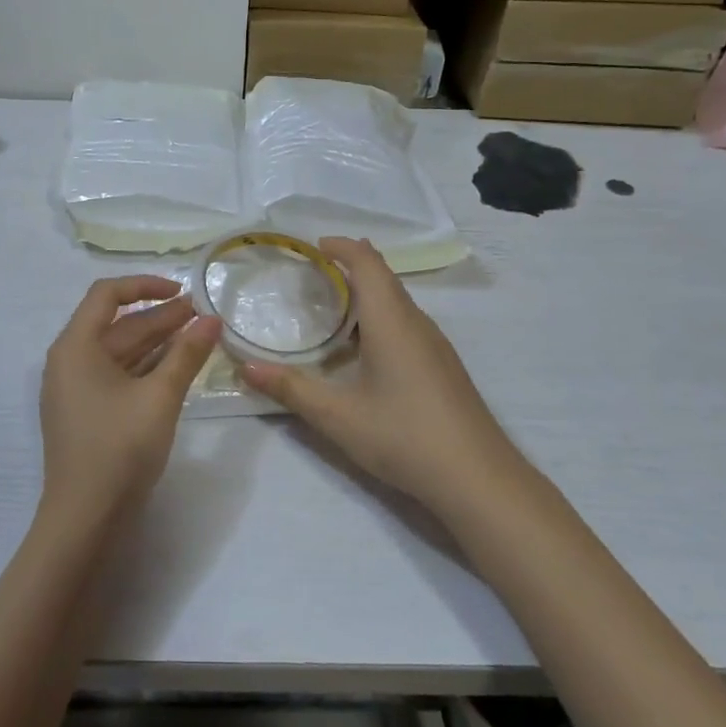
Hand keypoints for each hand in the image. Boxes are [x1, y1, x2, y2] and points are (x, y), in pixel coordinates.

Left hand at [38, 276, 221, 524]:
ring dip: (156, 342)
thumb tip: (212, 319)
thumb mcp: (160, 397)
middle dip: (160, 317)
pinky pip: (117, 375)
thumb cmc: (119, 449)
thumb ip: (187, 354)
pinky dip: (146, 367)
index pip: (107, 295)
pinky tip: (176, 366)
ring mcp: (75, 389)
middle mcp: (69, 361)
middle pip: (116, 324)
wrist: (85, 520)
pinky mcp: (86, 412)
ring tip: (197, 335)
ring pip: (119, 352)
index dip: (145, 285)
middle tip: (201, 315)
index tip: (182, 292)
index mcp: (75, 346)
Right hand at [241, 238, 521, 522]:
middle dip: (351, 267)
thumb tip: (246, 368)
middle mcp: (417, 324)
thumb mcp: (338, 416)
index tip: (314, 246)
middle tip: (313, 276)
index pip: (368, 263)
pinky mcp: (444, 368)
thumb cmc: (404, 436)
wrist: (479, 480)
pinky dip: (381, 319)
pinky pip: (408, 325)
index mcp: (392, 322)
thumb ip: (291, 389)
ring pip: (398, 303)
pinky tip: (365, 352)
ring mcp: (436, 346)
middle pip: (385, 278)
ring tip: (332, 309)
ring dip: (367, 295)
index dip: (342, 247)